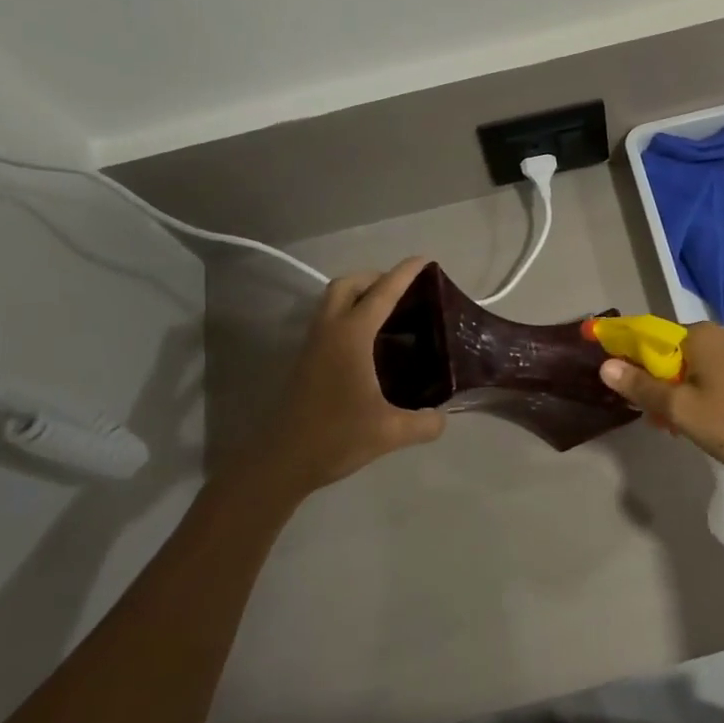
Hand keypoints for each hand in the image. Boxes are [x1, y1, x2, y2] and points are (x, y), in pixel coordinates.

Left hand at [267, 258, 446, 490]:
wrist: (280, 462)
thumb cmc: (335, 437)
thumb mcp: (390, 433)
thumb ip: (424, 423)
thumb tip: (443, 418)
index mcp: (351, 336)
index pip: (382, 293)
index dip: (404, 274)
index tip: (424, 260)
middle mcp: (329, 332)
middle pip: (346, 285)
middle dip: (374, 277)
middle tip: (401, 289)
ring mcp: (312, 346)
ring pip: (332, 302)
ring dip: (357, 295)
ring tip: (387, 312)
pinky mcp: (305, 362)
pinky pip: (328, 321)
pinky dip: (348, 315)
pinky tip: (368, 343)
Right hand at [599, 323, 723, 489]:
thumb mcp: (681, 409)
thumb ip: (641, 386)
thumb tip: (605, 365)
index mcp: (700, 335)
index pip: (649, 334)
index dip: (628, 355)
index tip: (618, 381)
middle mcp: (721, 334)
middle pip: (672, 351)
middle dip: (656, 381)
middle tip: (656, 418)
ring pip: (693, 366)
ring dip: (678, 392)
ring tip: (677, 426)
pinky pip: (714, 374)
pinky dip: (700, 393)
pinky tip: (703, 421)